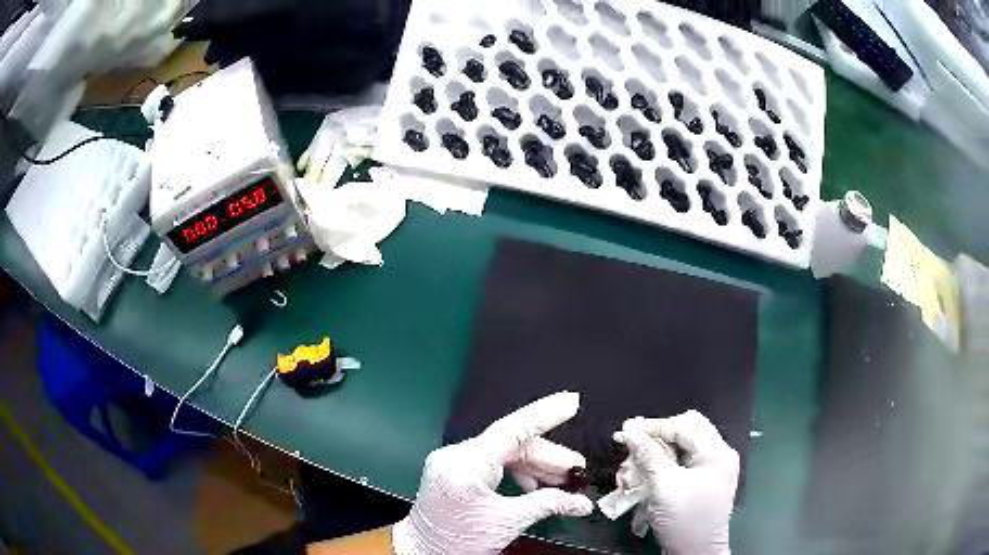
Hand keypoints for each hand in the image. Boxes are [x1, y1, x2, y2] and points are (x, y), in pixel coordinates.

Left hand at [392, 392, 594, 554]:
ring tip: (562, 483)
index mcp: (465, 466)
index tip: (570, 402)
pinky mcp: (454, 470)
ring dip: (536, 467)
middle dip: (548, 458)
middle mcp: (455, 456)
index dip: (545, 415)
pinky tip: (535, 487)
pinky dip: (517, 473)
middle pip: (512, 444)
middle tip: (577, 471)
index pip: (511, 430)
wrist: (423, 551)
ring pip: (505, 453)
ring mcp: (453, 461)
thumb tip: (579, 502)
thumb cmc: (456, 542)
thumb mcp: (507, 523)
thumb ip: (547, 505)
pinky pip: (492, 462)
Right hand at [614, 410, 739, 554]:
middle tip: (635, 442)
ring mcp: (718, 467)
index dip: (654, 425)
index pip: (684, 426)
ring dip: (664, 447)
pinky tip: (654, 467)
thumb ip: (648, 456)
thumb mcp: (663, 487)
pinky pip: (690, 459)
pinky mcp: (710, 479)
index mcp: (716, 452)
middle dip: (661, 433)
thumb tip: (630, 431)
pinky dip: (671, 459)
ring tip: (641, 455)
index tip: (627, 428)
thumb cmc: (683, 520)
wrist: (697, 553)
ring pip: (689, 443)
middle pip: (690, 429)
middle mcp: (721, 454)